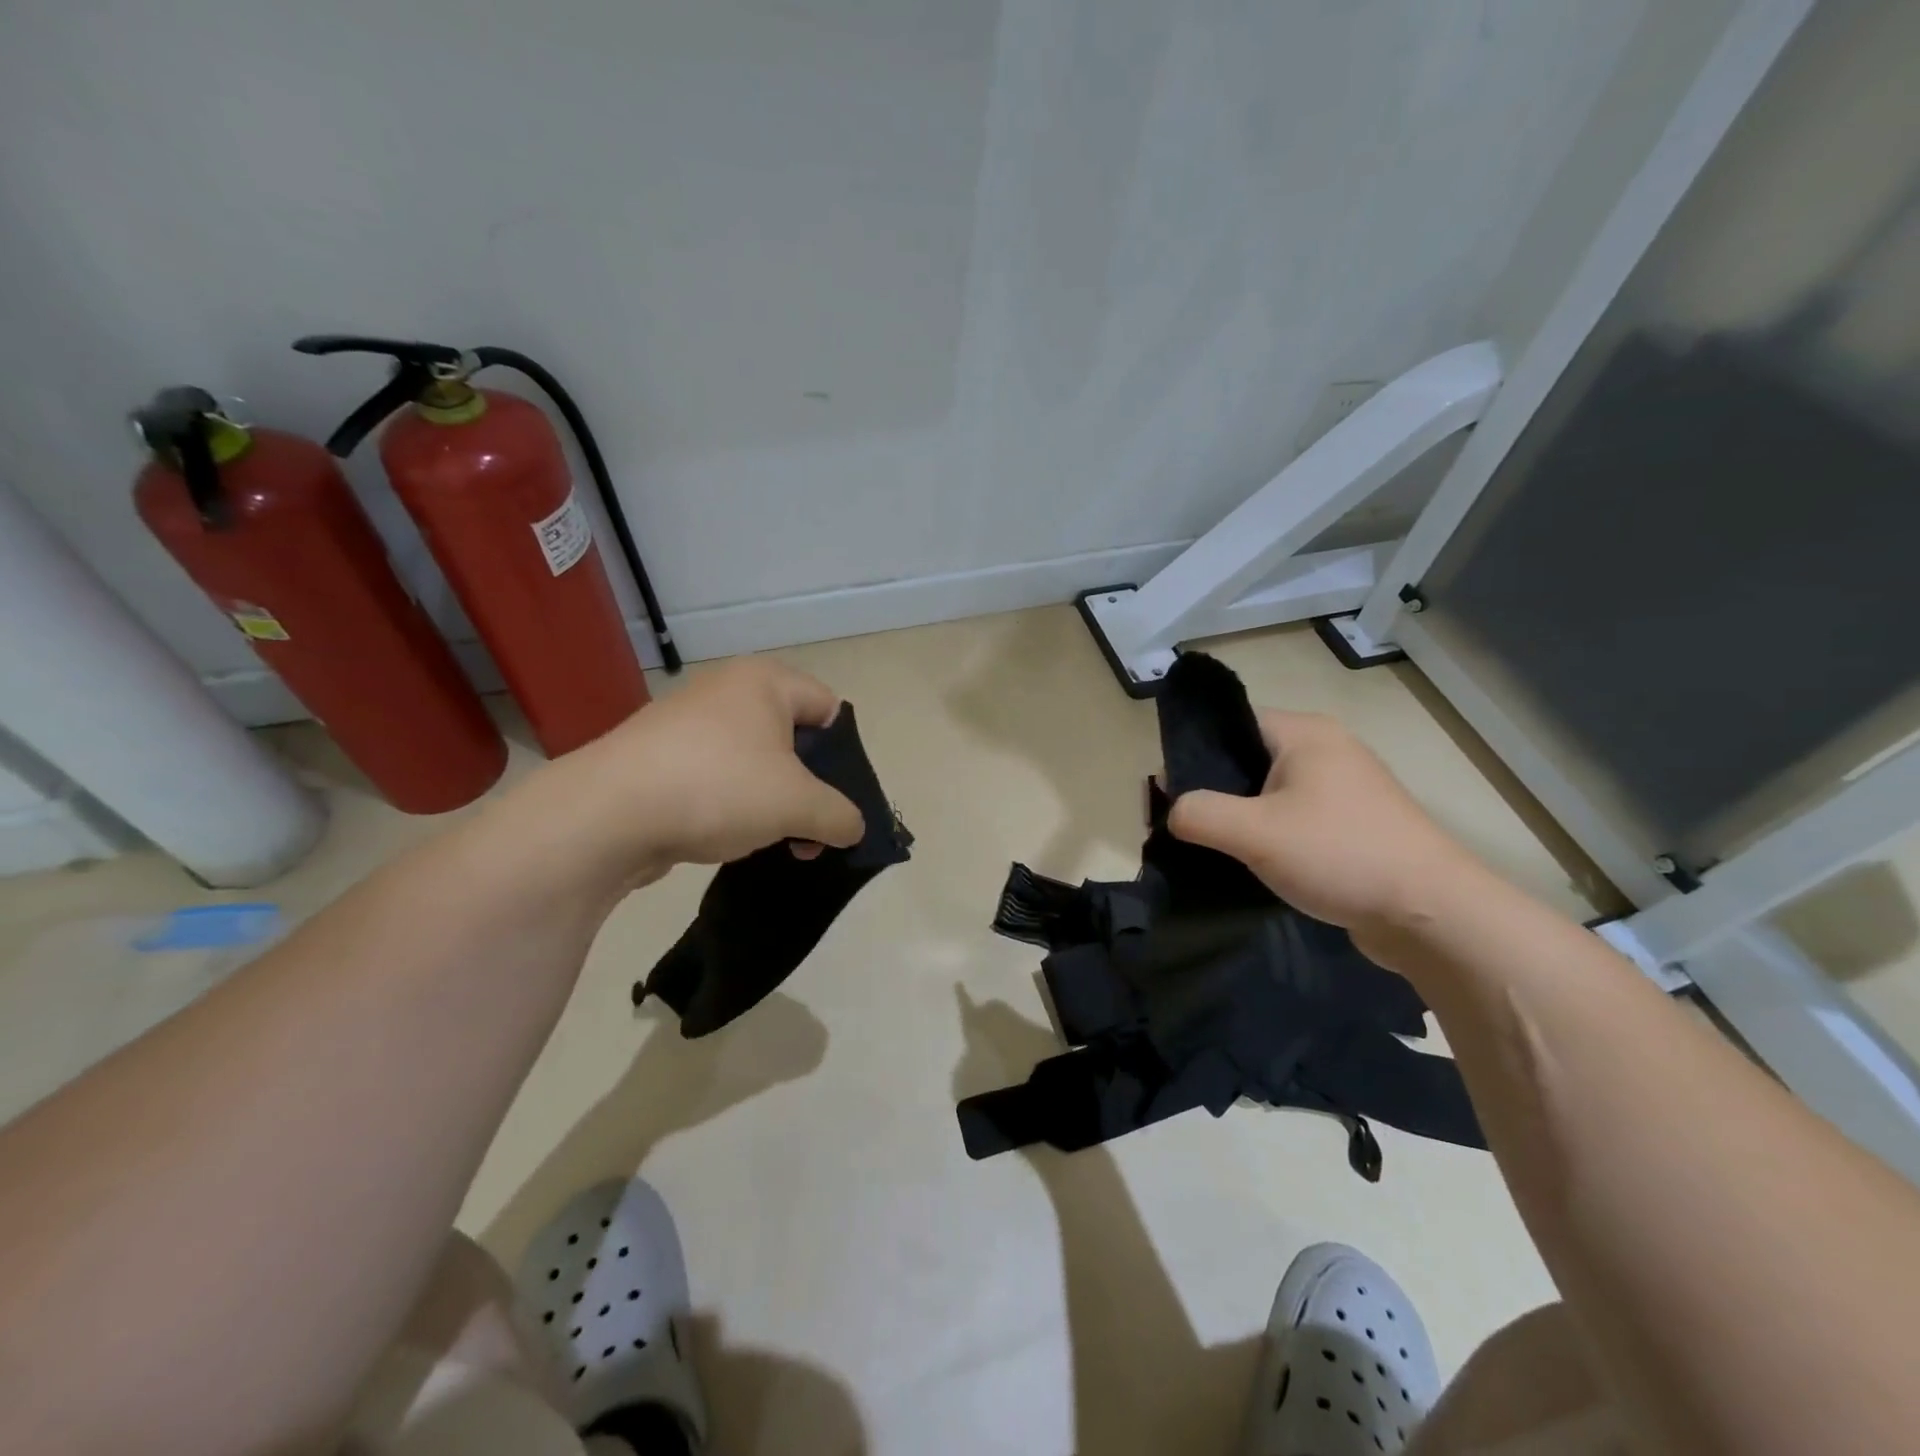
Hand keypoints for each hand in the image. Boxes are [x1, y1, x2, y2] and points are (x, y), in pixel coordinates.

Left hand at [537, 658, 865, 887]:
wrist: (605, 816)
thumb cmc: (717, 788)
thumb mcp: (798, 805)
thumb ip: (841, 816)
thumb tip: (852, 828)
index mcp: (765, 681)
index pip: (830, 709)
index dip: (844, 756)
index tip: (839, 799)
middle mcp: (727, 691)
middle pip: (793, 739)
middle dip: (809, 788)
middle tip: (811, 830)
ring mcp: (688, 724)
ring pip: (755, 763)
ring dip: (773, 803)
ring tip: (773, 841)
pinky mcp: (660, 758)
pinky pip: (717, 778)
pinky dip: (732, 806)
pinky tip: (728, 839)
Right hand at [1167, 710, 1481, 938]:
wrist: (1432, 914)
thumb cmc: (1339, 855)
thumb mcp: (1254, 833)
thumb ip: (1199, 813)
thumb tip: (1173, 810)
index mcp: (1304, 733)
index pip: (1231, 724)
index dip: (1193, 753)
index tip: (1168, 793)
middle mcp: (1326, 750)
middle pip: (1247, 759)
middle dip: (1212, 791)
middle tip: (1183, 826)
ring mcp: (1344, 789)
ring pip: (1268, 793)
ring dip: (1239, 818)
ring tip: (1212, 848)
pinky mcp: (1352, 826)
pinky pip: (1293, 819)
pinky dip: (1268, 836)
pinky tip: (1251, 864)